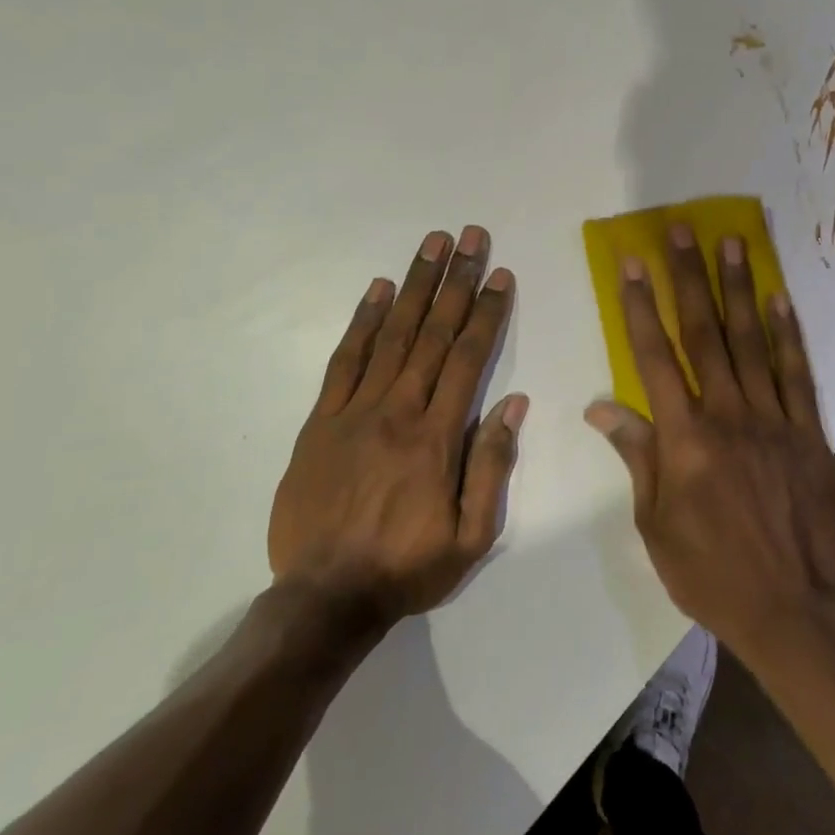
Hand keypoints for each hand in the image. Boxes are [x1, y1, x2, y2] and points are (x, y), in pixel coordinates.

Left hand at [271, 225, 526, 631]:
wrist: (324, 598)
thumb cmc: (407, 568)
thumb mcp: (471, 536)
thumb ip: (492, 467)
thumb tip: (513, 405)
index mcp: (437, 438)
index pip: (468, 359)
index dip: (486, 312)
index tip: (499, 274)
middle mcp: (397, 411)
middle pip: (432, 334)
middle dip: (455, 281)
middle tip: (469, 236)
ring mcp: (354, 412)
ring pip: (391, 336)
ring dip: (414, 286)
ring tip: (431, 245)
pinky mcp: (320, 421)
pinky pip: (344, 361)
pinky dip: (362, 322)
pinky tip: (377, 290)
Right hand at [584, 225, 834, 660]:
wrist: (790, 607)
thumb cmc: (709, 572)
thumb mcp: (654, 524)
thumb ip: (636, 456)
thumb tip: (600, 408)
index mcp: (683, 438)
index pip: (653, 357)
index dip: (638, 307)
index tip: (630, 265)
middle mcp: (727, 415)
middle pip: (703, 333)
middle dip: (687, 277)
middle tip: (681, 231)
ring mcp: (773, 419)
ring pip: (751, 341)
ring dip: (738, 289)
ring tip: (731, 243)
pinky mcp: (809, 432)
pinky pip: (797, 373)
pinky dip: (788, 333)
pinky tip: (780, 298)